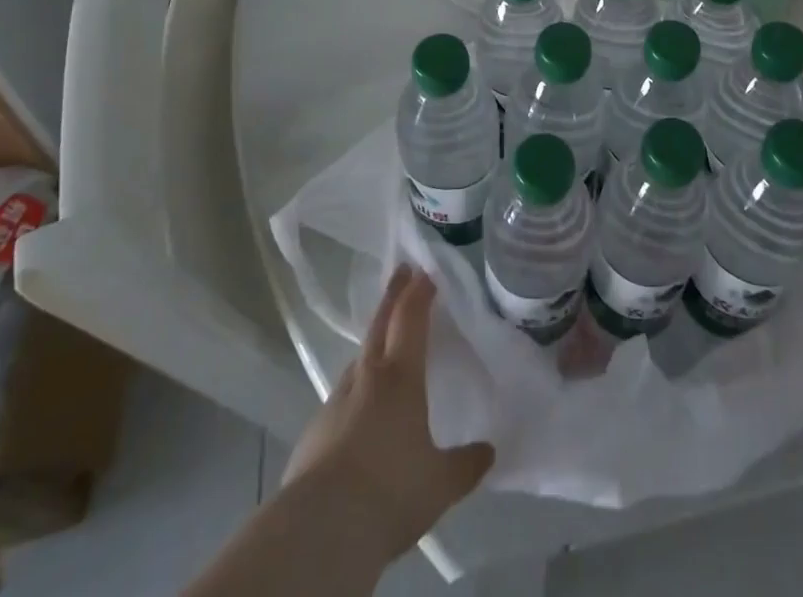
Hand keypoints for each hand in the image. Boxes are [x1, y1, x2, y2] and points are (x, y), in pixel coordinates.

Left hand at [282, 266, 492, 560]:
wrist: (320, 530)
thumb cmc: (390, 492)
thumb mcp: (440, 483)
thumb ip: (466, 464)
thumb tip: (488, 452)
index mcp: (400, 376)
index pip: (410, 318)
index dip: (419, 292)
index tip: (425, 270)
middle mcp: (366, 377)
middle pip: (379, 324)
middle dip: (393, 296)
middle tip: (402, 272)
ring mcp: (335, 402)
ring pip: (358, 360)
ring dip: (373, 344)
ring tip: (385, 346)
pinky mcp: (314, 432)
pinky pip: (342, 398)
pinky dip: (356, 390)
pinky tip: (360, 411)